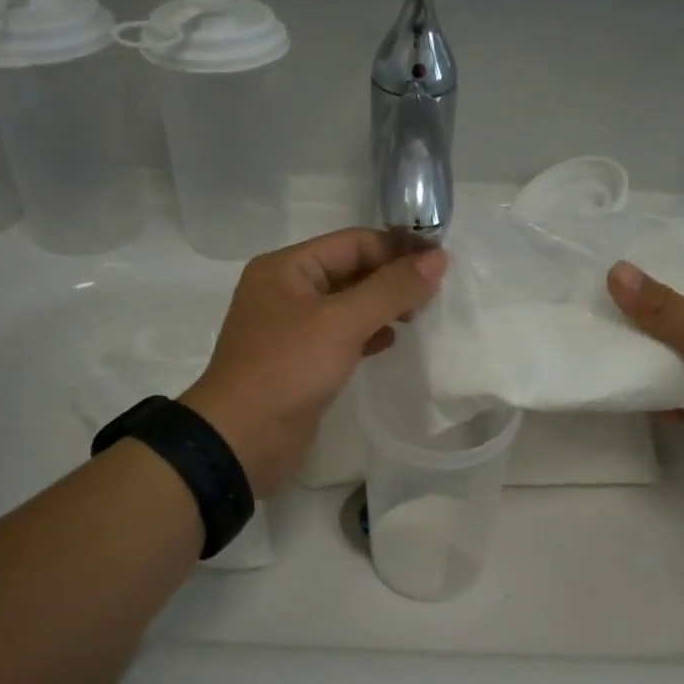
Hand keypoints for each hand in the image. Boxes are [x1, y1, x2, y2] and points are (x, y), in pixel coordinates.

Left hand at [182, 229, 447, 496]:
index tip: (441, 265)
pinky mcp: (301, 360)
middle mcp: (287, 289)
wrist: (241, 440)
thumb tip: (438, 258)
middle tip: (433, 296)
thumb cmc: (288, 369)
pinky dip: (368, 334)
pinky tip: (391, 343)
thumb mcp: (342, 322)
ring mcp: (292, 327)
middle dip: (392, 279)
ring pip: (349, 304)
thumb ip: (391, 289)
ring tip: (417, 318)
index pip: (354, 242)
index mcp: (287, 267)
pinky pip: (342, 334)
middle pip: (351, 270)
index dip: (398, 250)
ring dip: (384, 307)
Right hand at [607, 259, 683, 491]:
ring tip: (593, 356)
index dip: (643, 267)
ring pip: (670, 356)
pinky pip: (678, 392)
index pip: (683, 267)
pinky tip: (631, 400)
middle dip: (632, 319)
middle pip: (669, 314)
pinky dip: (659, 397)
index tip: (596, 268)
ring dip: (642, 361)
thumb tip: (615, 271)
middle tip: (581, 316)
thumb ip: (663, 308)